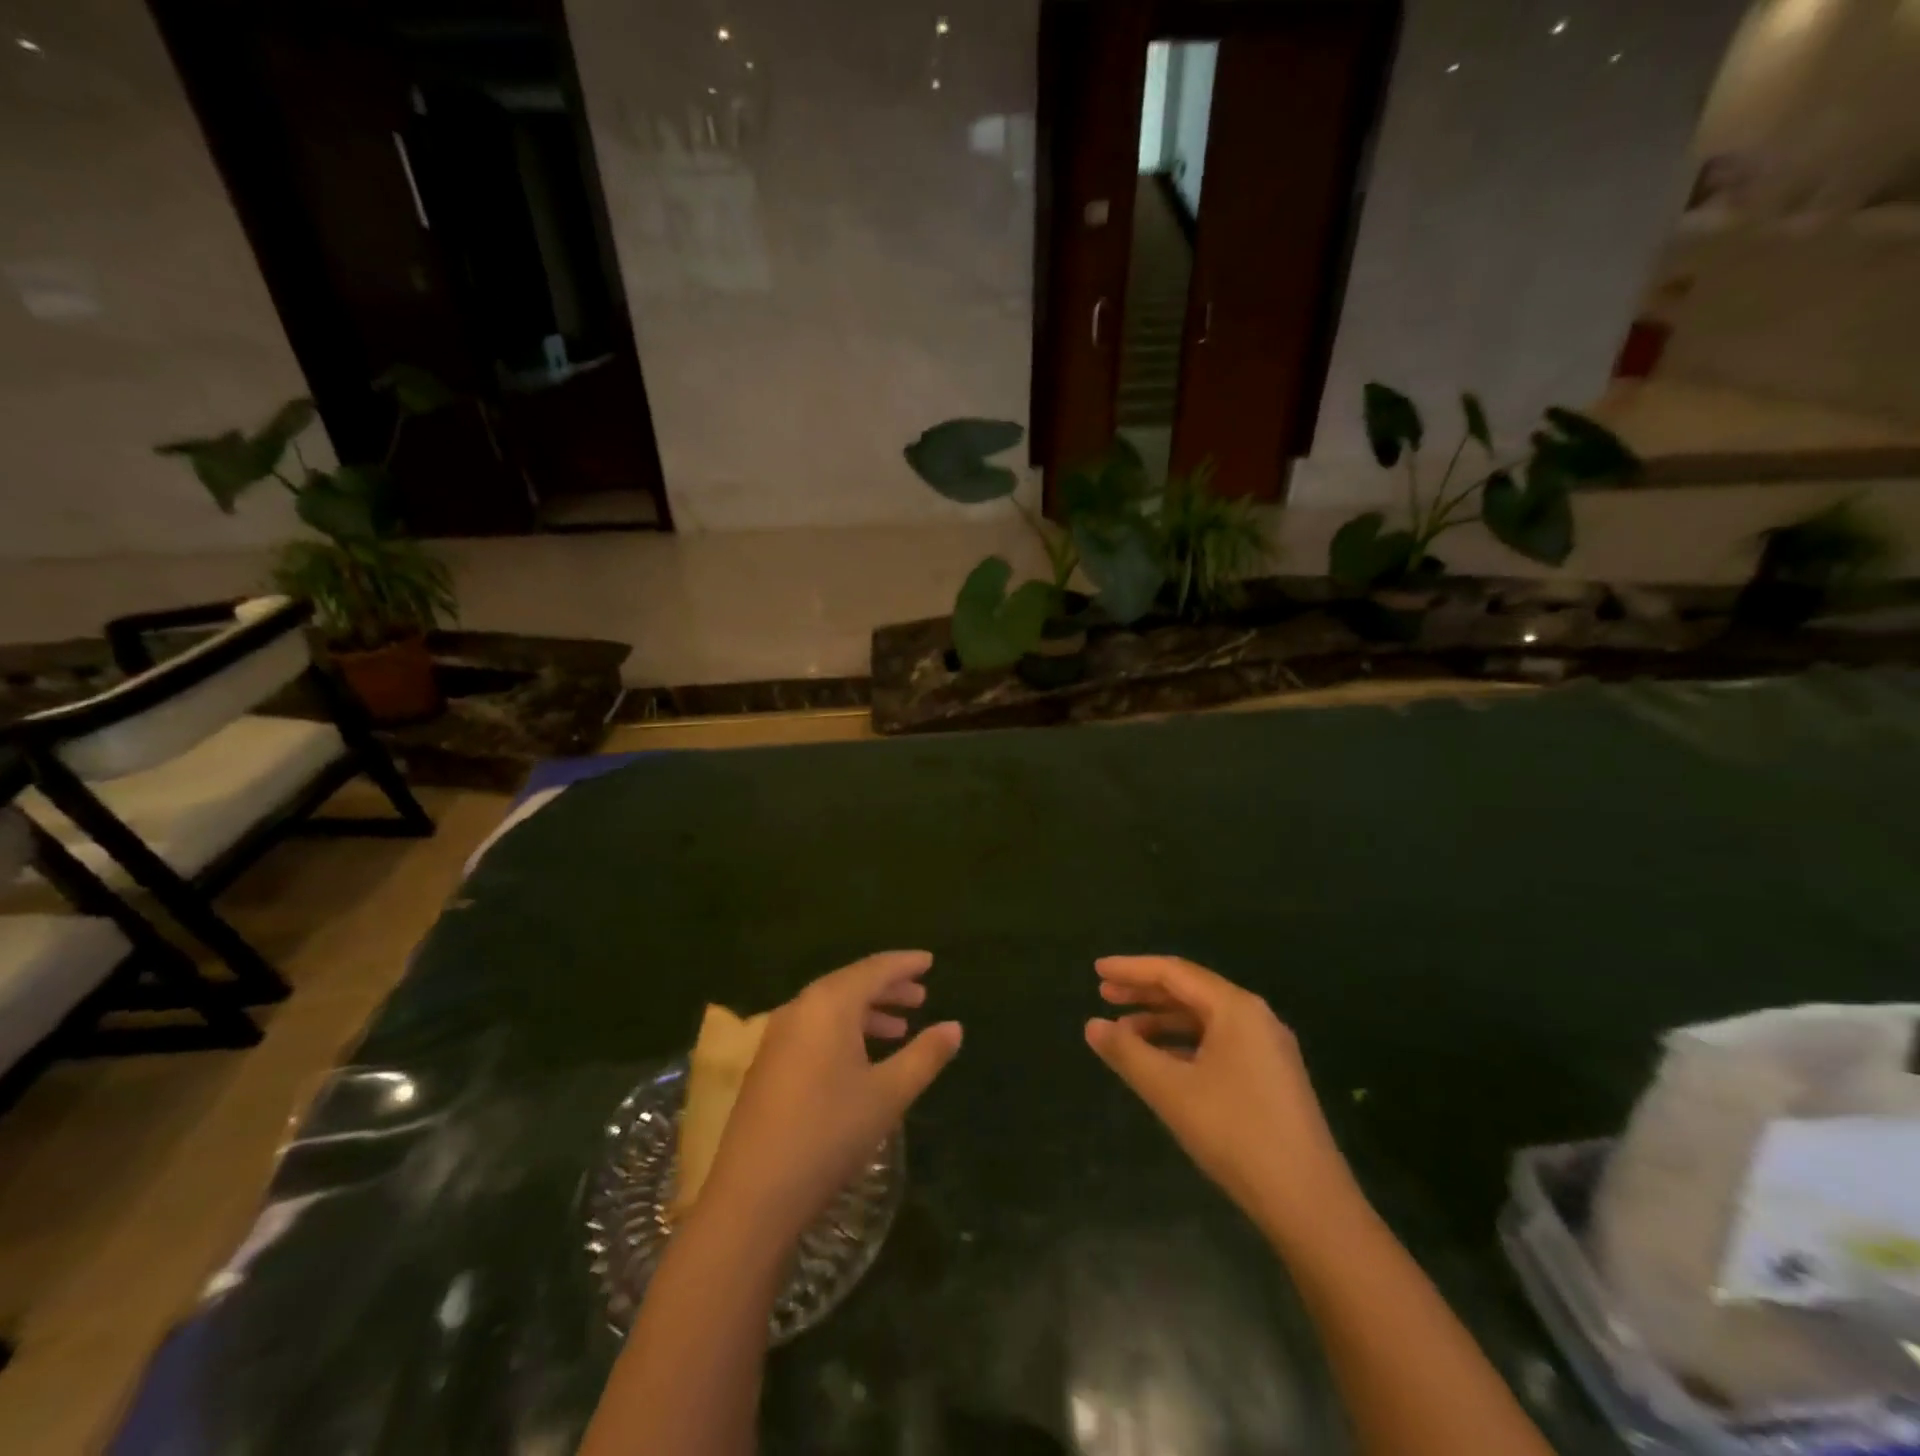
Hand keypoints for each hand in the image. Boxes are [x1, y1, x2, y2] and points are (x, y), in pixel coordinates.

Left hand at [700, 951, 961, 1242]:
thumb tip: (955, 1027)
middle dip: (888, 987)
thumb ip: (925, 1055)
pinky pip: (815, 1028)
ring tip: (899, 1028)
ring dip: (867, 1011)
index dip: (905, 964)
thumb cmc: (830, 1133)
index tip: (929, 961)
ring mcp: (778, 1036)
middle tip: (921, 995)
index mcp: (829, 1004)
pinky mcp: (768, 1063)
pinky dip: (844, 1030)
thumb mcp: (888, 1094)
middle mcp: (800, 1008)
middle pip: (850, 983)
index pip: (874, 969)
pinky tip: (861, 1057)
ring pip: (831, 1007)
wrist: (754, 1193)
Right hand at [1085, 955, 1354, 1235]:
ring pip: (1204, 1019)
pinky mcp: (1271, 1077)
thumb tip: (1092, 1025)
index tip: (1096, 970)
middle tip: (1103, 996)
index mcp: (1236, 1008)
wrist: (1310, 1203)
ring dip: (1162, 1021)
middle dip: (1144, 992)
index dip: (1131, 969)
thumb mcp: (1171, 1091)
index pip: (1174, 972)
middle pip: (1190, 991)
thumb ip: (1127, 1053)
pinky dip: (1184, 1044)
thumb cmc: (1235, 1134)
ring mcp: (1267, 1047)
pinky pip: (1218, 1043)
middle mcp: (1255, 1017)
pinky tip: (1160, 1062)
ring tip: (1123, 1032)